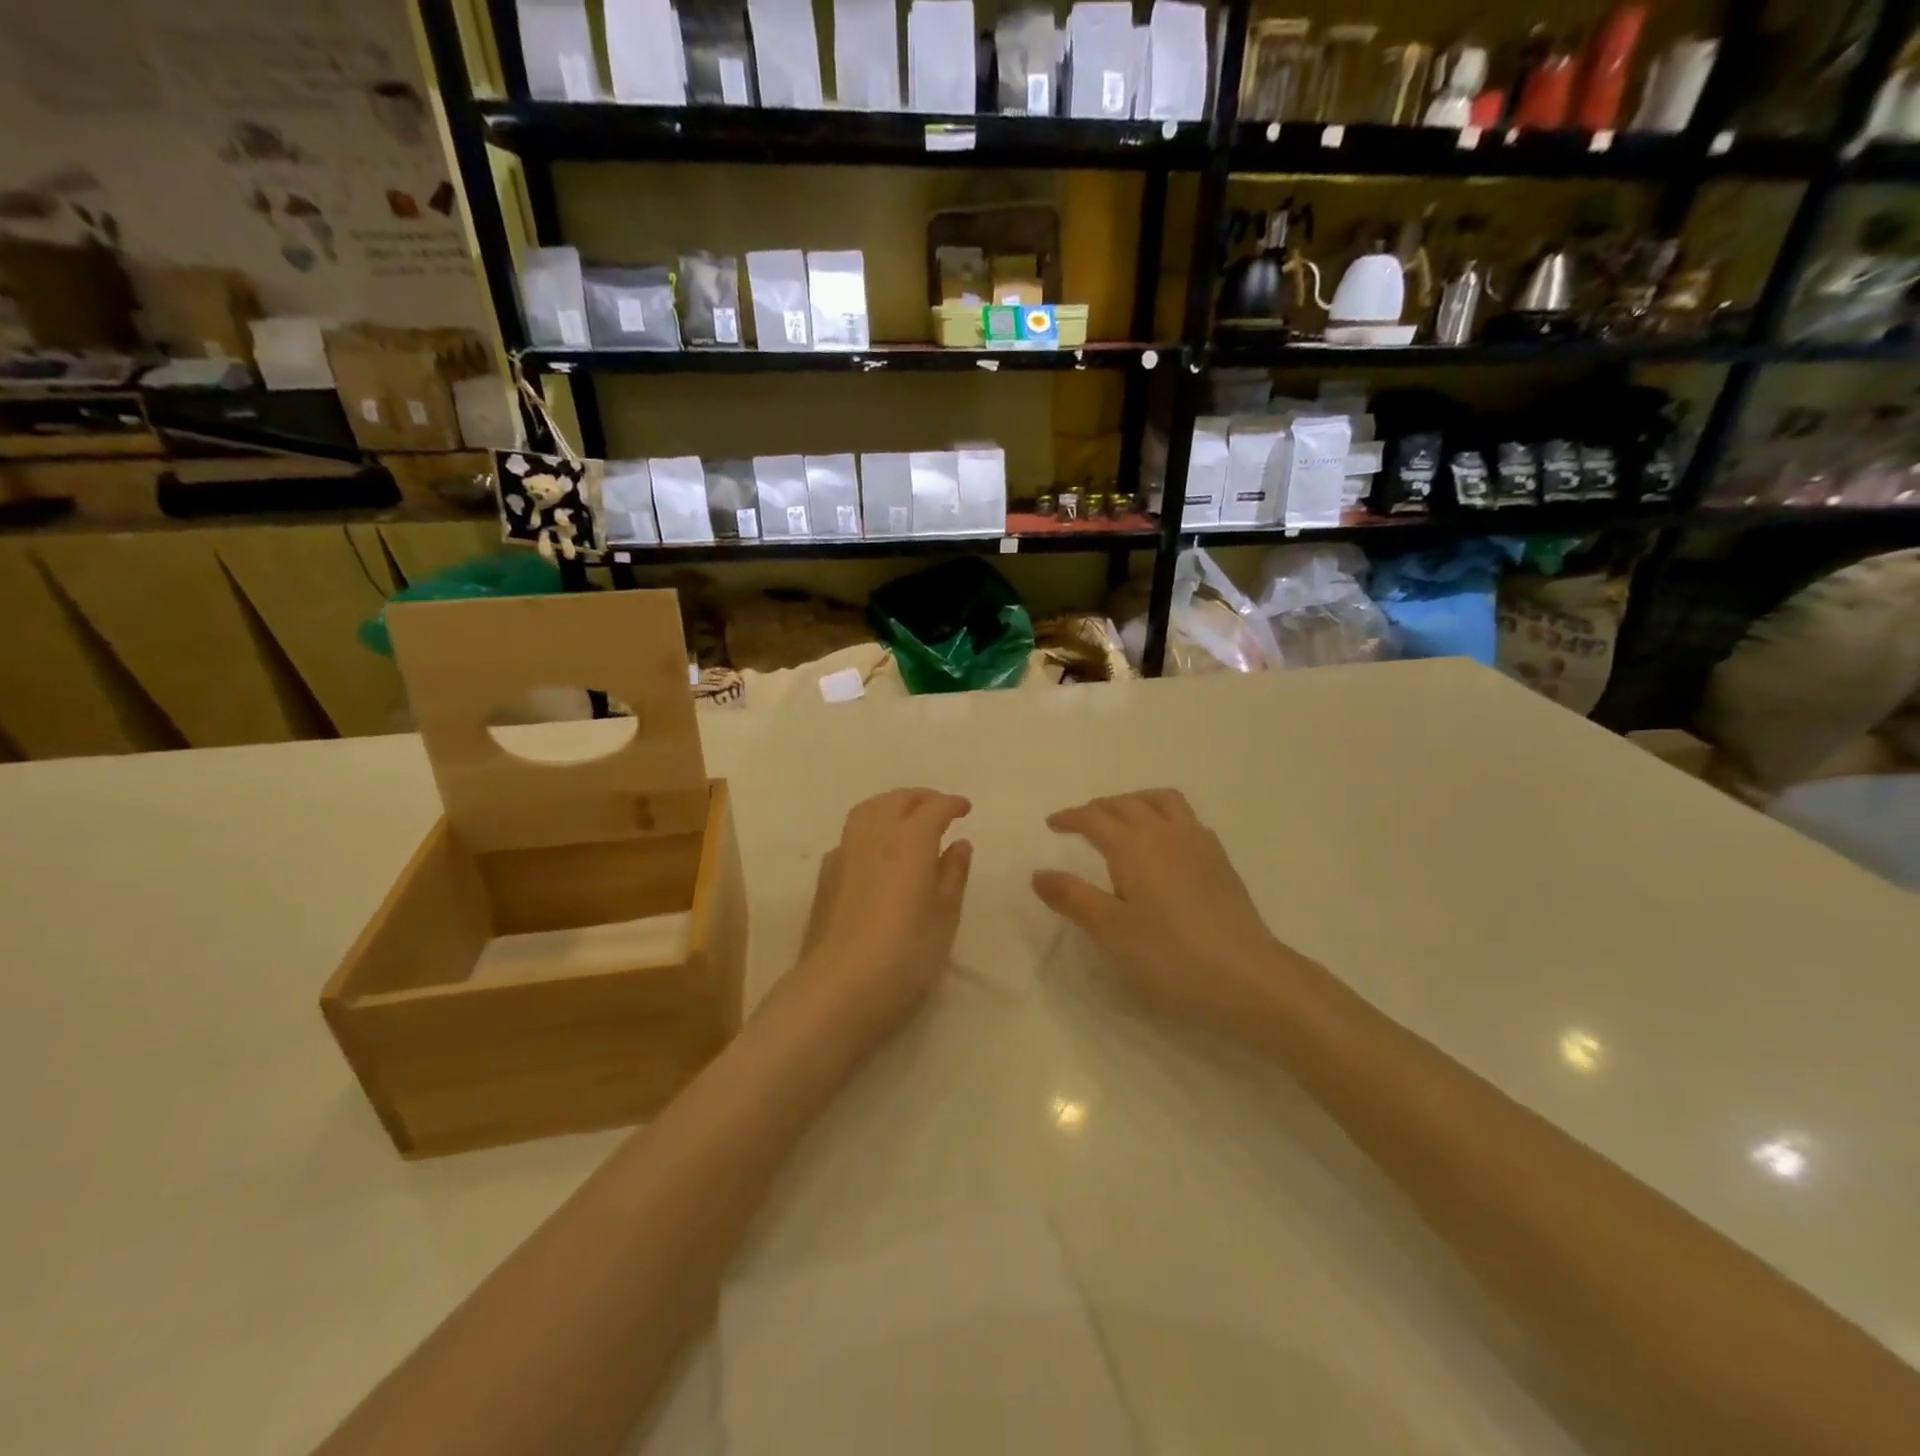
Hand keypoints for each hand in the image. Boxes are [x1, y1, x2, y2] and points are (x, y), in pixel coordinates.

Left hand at [778, 789, 973, 1057]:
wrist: (838, 990)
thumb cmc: (906, 956)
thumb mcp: (944, 918)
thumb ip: (953, 875)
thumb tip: (959, 844)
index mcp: (909, 842)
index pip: (932, 808)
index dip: (951, 804)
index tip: (965, 808)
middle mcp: (874, 837)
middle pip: (896, 800)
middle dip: (920, 798)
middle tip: (939, 808)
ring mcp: (844, 854)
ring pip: (868, 811)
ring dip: (891, 805)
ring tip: (907, 820)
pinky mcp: (826, 876)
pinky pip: (851, 835)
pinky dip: (869, 829)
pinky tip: (877, 851)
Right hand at [1032, 790, 1300, 1034]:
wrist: (1249, 978)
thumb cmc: (1170, 957)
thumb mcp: (1111, 932)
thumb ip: (1073, 898)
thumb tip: (1038, 873)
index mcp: (1133, 846)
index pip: (1094, 818)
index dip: (1070, 817)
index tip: (1051, 824)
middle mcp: (1165, 833)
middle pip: (1127, 803)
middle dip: (1099, 807)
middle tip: (1080, 823)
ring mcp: (1198, 843)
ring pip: (1162, 801)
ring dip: (1135, 801)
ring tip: (1123, 818)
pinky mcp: (1220, 861)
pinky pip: (1187, 819)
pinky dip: (1165, 816)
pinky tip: (1165, 843)